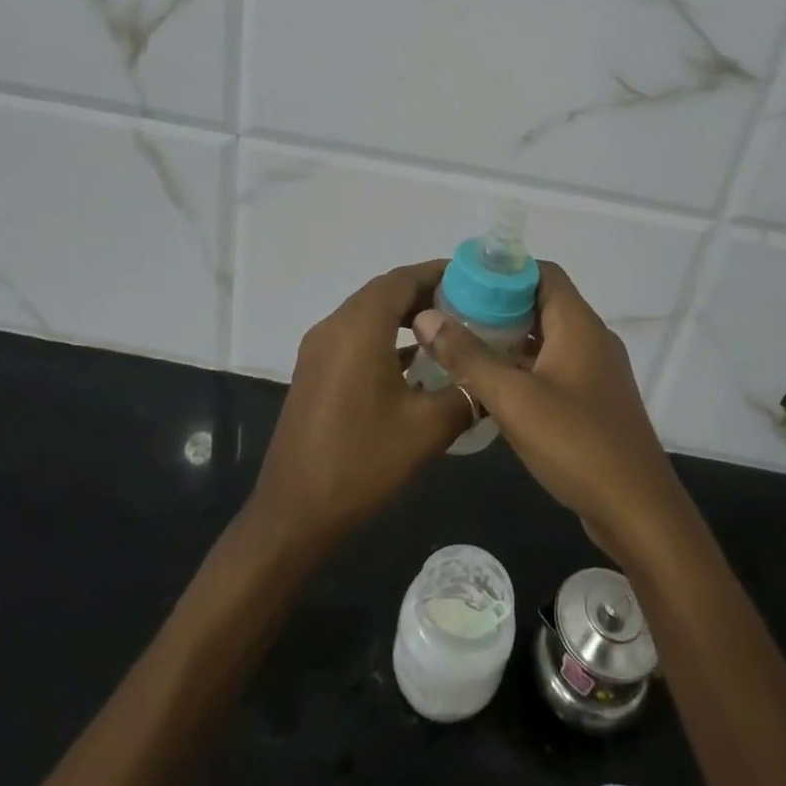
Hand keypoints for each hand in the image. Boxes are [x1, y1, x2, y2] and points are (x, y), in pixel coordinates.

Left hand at [247, 261, 473, 553]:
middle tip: (468, 305)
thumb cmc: (363, 462)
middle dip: (425, 293)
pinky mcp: (314, 371)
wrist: (294, 512)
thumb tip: (490, 377)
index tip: (474, 279)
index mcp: (359, 328)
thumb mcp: (427, 429)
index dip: (438, 273)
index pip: (402, 279)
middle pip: (384, 292)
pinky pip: (354, 336)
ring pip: (368, 314)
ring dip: (404, 315)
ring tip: (446, 330)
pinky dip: (384, 336)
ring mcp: (318, 349)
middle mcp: (334, 326)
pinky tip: (412, 363)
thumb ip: (465, 391)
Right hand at [414, 262, 691, 565]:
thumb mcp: (514, 399)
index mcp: (578, 324)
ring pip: (546, 338)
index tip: (462, 282)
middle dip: (497, 306)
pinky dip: (524, 368)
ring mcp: (595, 371)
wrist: (638, 511)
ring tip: (462, 347)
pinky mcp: (593, 400)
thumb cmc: (577, 444)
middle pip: (541, 303)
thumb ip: (468, 356)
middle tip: (452, 316)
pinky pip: (553, 368)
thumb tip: (427, 316)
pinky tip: (492, 387)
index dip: (503, 272)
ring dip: (508, 339)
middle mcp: (591, 338)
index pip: (542, 272)